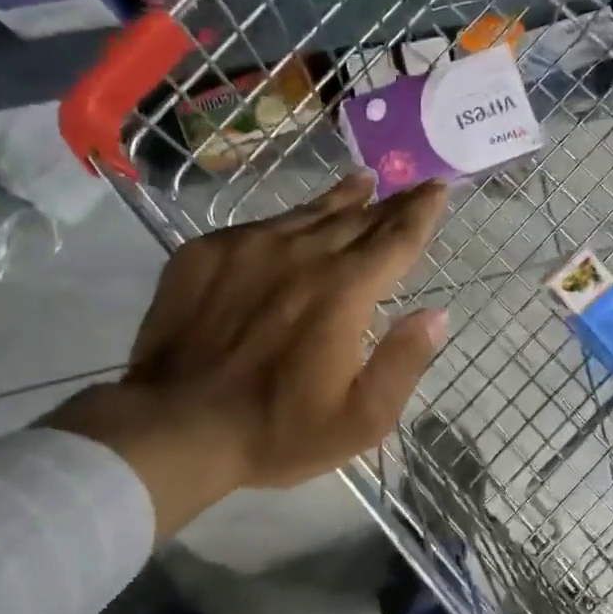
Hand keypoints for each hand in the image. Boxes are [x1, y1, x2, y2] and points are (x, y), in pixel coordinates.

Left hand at [44, 174, 450, 539]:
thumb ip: (403, 363)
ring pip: (308, 213)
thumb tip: (436, 314)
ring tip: (362, 183)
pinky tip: (293, 223)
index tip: (438, 187)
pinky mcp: (207, 252)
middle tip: (411, 185)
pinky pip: (261, 226)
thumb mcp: (360, 420)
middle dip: (390, 203)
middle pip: (357, 219)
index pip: (395, 240)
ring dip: (341, 199)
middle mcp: (302, 254)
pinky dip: (289, 221)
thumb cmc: (276, 430)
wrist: (174, 425)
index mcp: (344, 292)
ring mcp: (250, 247)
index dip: (421, 213)